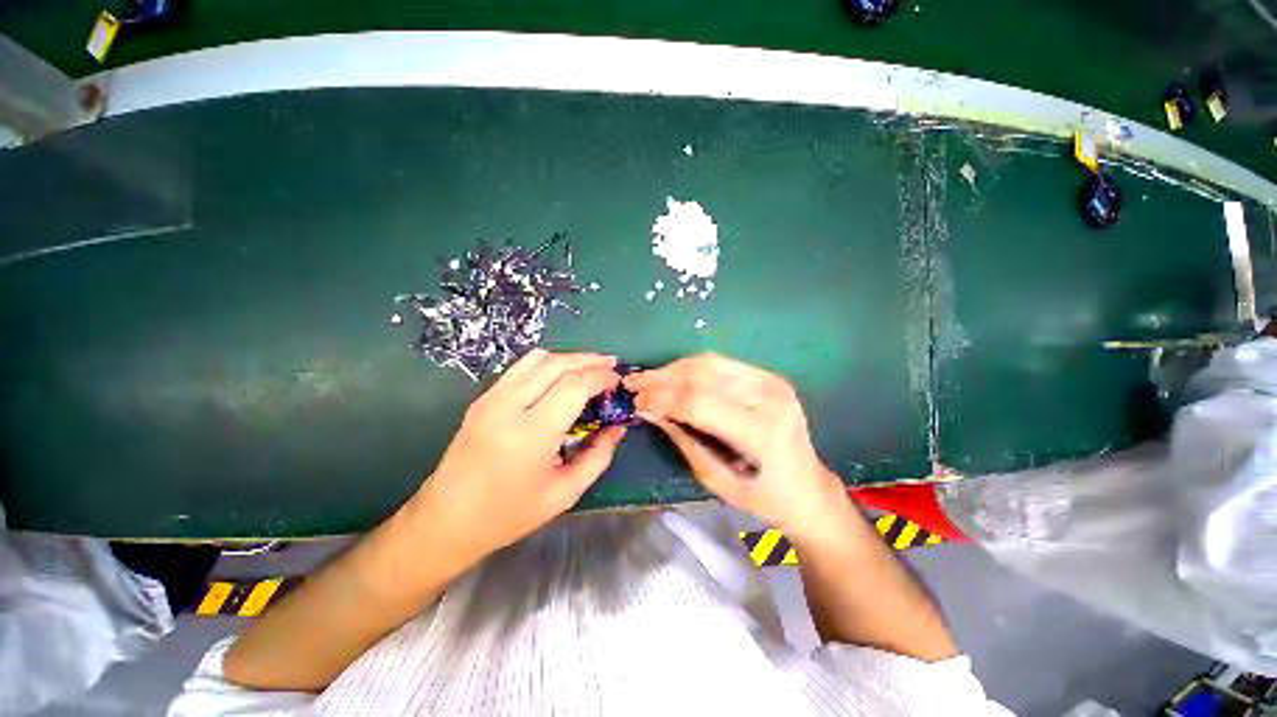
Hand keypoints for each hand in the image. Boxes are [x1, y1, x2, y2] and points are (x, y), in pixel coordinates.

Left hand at [414, 350, 625, 561]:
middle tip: (610, 366)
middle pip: (557, 364)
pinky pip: (520, 368)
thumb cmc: (509, 514)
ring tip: (590, 366)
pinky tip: (560, 376)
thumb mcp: (565, 493)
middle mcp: (508, 407)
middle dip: (589, 360)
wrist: (446, 521)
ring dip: (568, 358)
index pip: (574, 385)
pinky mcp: (482, 399)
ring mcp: (491, 399)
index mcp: (532, 434)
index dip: (601, 377)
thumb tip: (618, 426)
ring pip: (537, 358)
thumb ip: (598, 456)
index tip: (617, 381)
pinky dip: (547, 364)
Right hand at [624, 353, 848, 535]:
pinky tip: (673, 376)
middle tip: (634, 384)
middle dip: (662, 378)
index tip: (634, 400)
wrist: (808, 486)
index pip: (699, 402)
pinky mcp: (768, 375)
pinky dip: (691, 367)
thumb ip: (682, 440)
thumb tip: (648, 409)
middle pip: (702, 375)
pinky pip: (720, 363)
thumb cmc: (762, 495)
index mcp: (762, 432)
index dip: (662, 398)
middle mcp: (769, 397)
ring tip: (649, 379)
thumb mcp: (716, 479)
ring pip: (708, 362)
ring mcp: (771, 381)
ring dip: (673, 369)